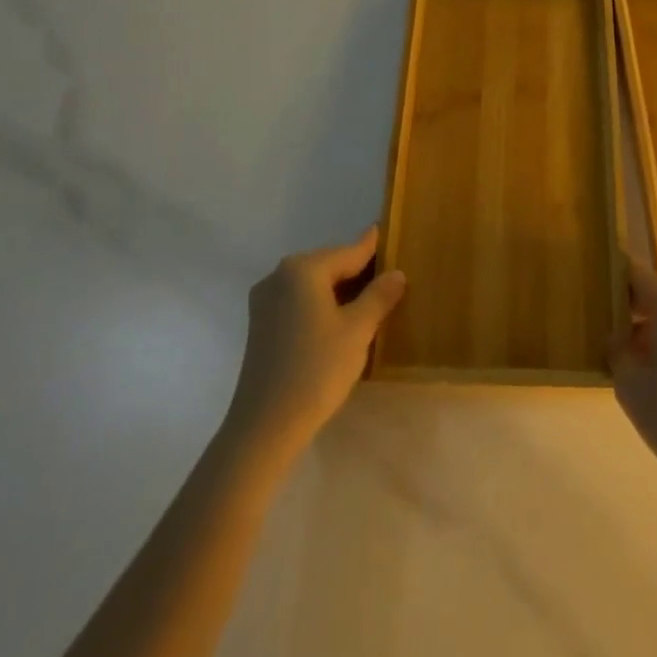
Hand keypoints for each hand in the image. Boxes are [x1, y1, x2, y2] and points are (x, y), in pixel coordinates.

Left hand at [224, 227, 405, 461]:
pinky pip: (298, 301)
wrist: (265, 425)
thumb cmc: (317, 369)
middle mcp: (279, 276)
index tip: (385, 232)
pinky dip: (320, 304)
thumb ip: (379, 296)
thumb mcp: (358, 330)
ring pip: (312, 284)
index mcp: (303, 269)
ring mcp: (265, 301)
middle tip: (387, 276)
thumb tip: (396, 273)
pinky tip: (338, 320)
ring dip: (339, 289)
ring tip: (369, 299)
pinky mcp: (260, 325)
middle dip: (356, 271)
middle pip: (328, 265)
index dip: (372, 247)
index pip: (348, 252)